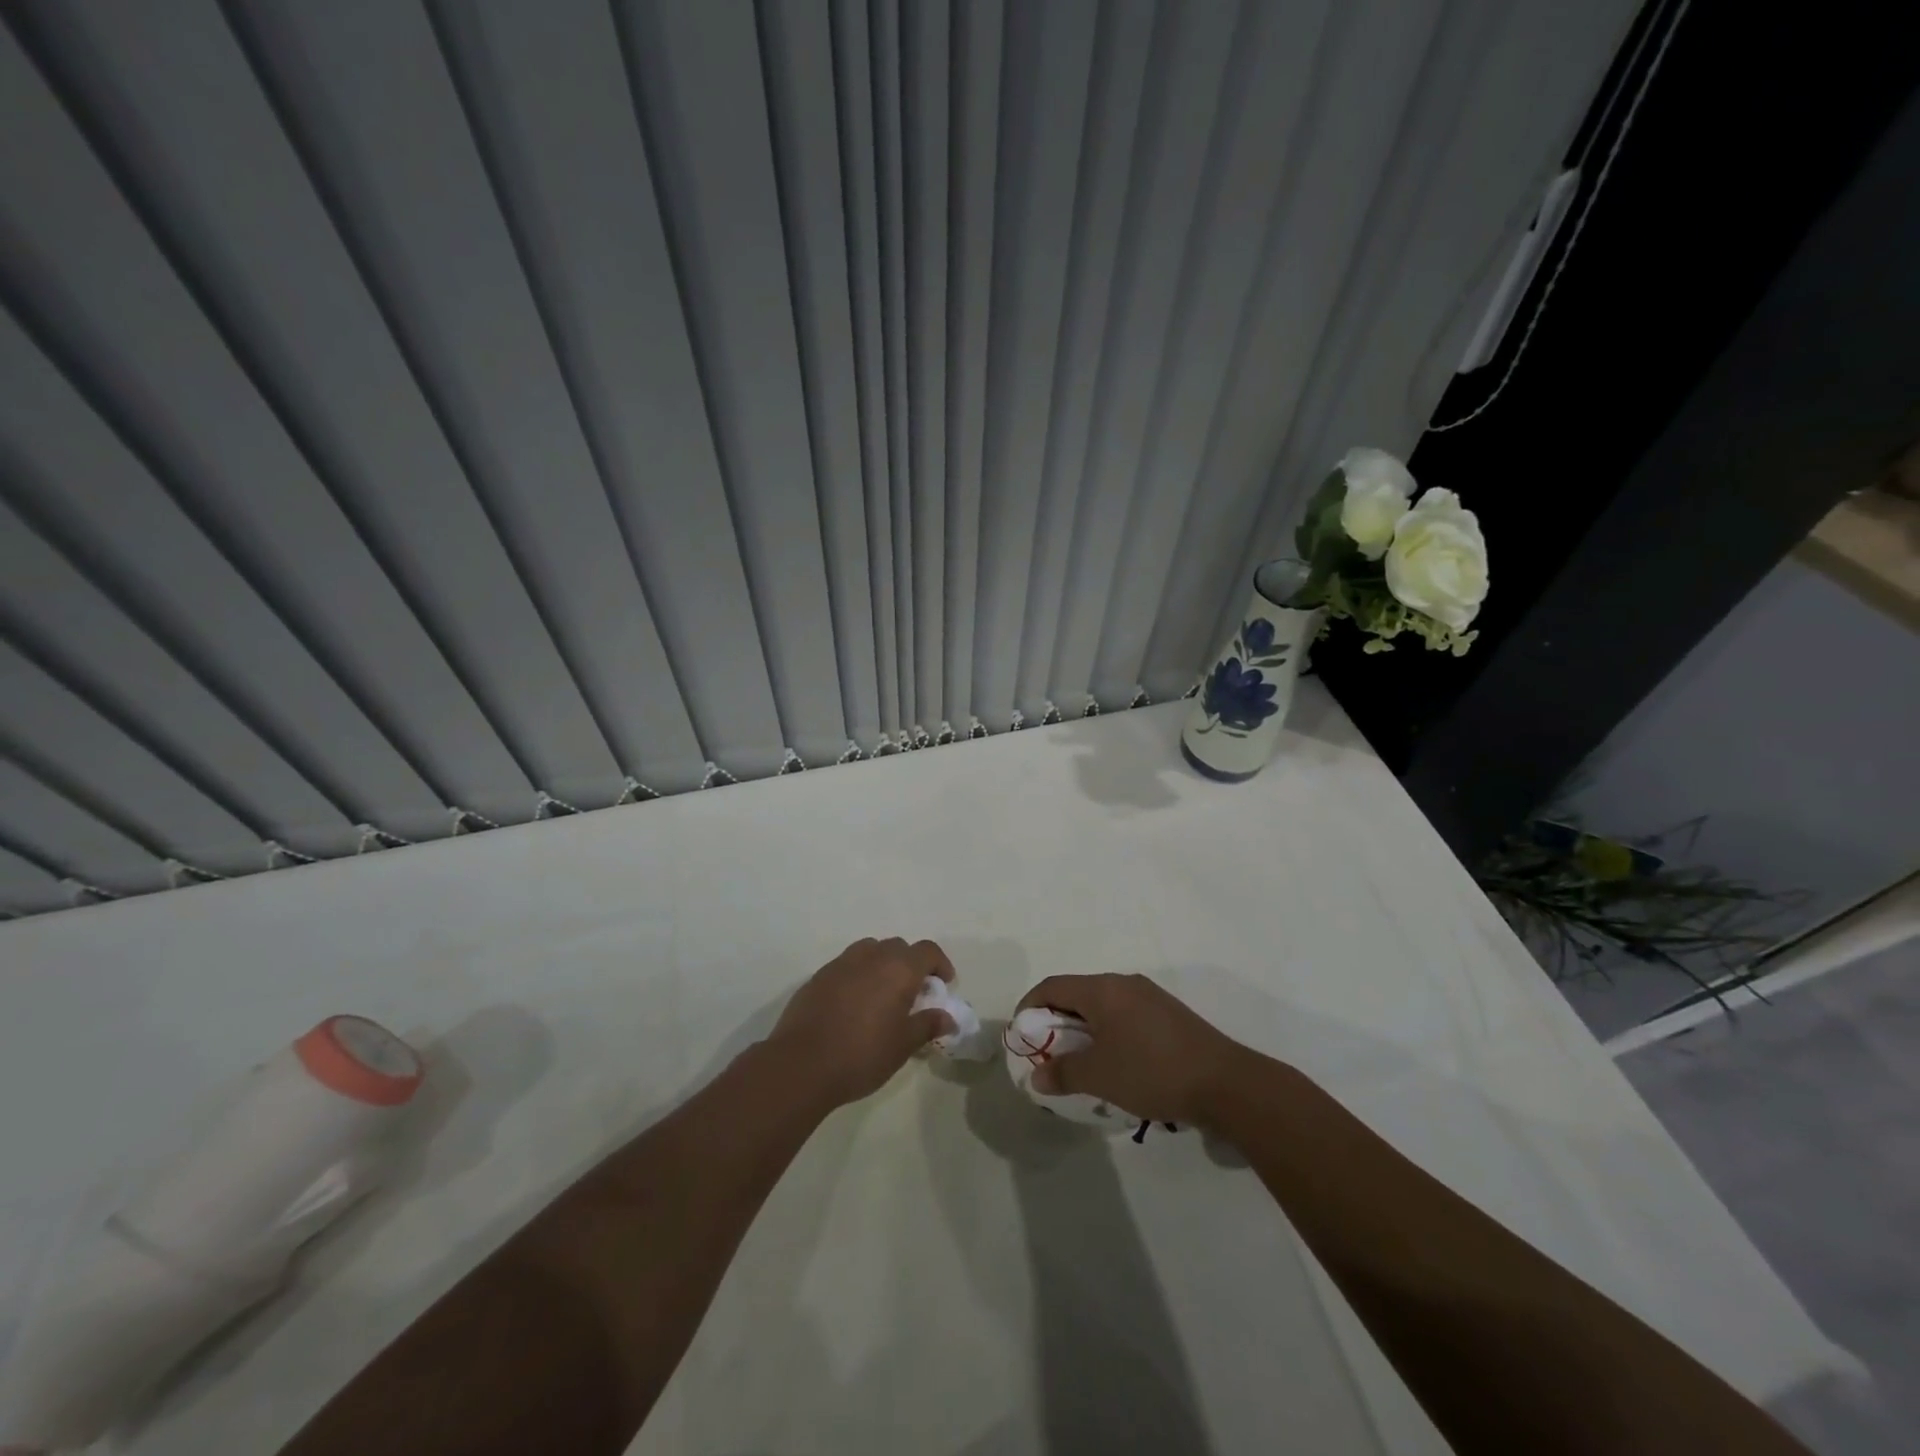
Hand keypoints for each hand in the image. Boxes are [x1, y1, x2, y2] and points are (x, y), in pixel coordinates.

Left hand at [766, 938, 956, 1107]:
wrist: (801, 1064)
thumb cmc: (862, 1054)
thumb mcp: (902, 1045)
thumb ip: (927, 1025)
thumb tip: (947, 1017)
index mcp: (898, 969)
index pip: (927, 951)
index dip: (939, 964)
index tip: (943, 984)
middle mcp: (871, 957)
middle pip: (898, 947)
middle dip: (910, 964)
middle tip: (913, 993)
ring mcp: (841, 963)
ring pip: (870, 951)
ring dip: (882, 964)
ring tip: (882, 995)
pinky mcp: (818, 976)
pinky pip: (846, 966)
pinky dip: (858, 975)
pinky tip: (853, 1004)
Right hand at [1017, 973, 1252, 1125]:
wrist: (1226, 1082)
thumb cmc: (1152, 1072)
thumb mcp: (1100, 1076)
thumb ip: (1063, 1073)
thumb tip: (1037, 1077)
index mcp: (1102, 989)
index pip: (1052, 986)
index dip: (1030, 1007)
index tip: (1022, 1036)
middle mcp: (1123, 983)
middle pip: (1077, 993)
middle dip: (1057, 1021)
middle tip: (1049, 1053)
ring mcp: (1149, 996)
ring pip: (1102, 1005)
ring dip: (1084, 1029)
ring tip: (1080, 1062)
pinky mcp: (1168, 1014)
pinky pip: (1124, 1014)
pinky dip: (1108, 1032)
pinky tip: (1116, 1062)